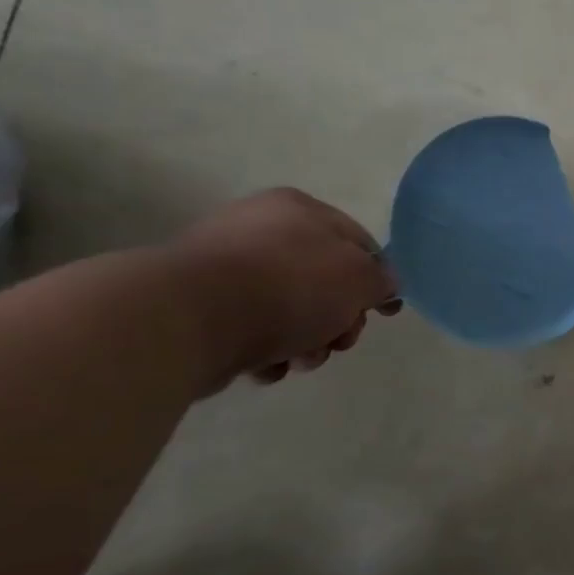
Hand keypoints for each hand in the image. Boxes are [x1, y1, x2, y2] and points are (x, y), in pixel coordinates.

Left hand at [170, 188, 401, 386]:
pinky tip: (265, 365)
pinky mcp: (197, 307)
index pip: (358, 242)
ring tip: (299, 360)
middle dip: (338, 319)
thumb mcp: (360, 278)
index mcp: (299, 209)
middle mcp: (259, 229)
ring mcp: (224, 268)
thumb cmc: (290, 286)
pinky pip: (249, 330)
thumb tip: (381, 286)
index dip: (377, 279)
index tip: (384, 313)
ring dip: (306, 341)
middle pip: (323, 281)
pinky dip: (265, 351)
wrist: (190, 319)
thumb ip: (381, 280)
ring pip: (288, 310)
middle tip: (339, 341)